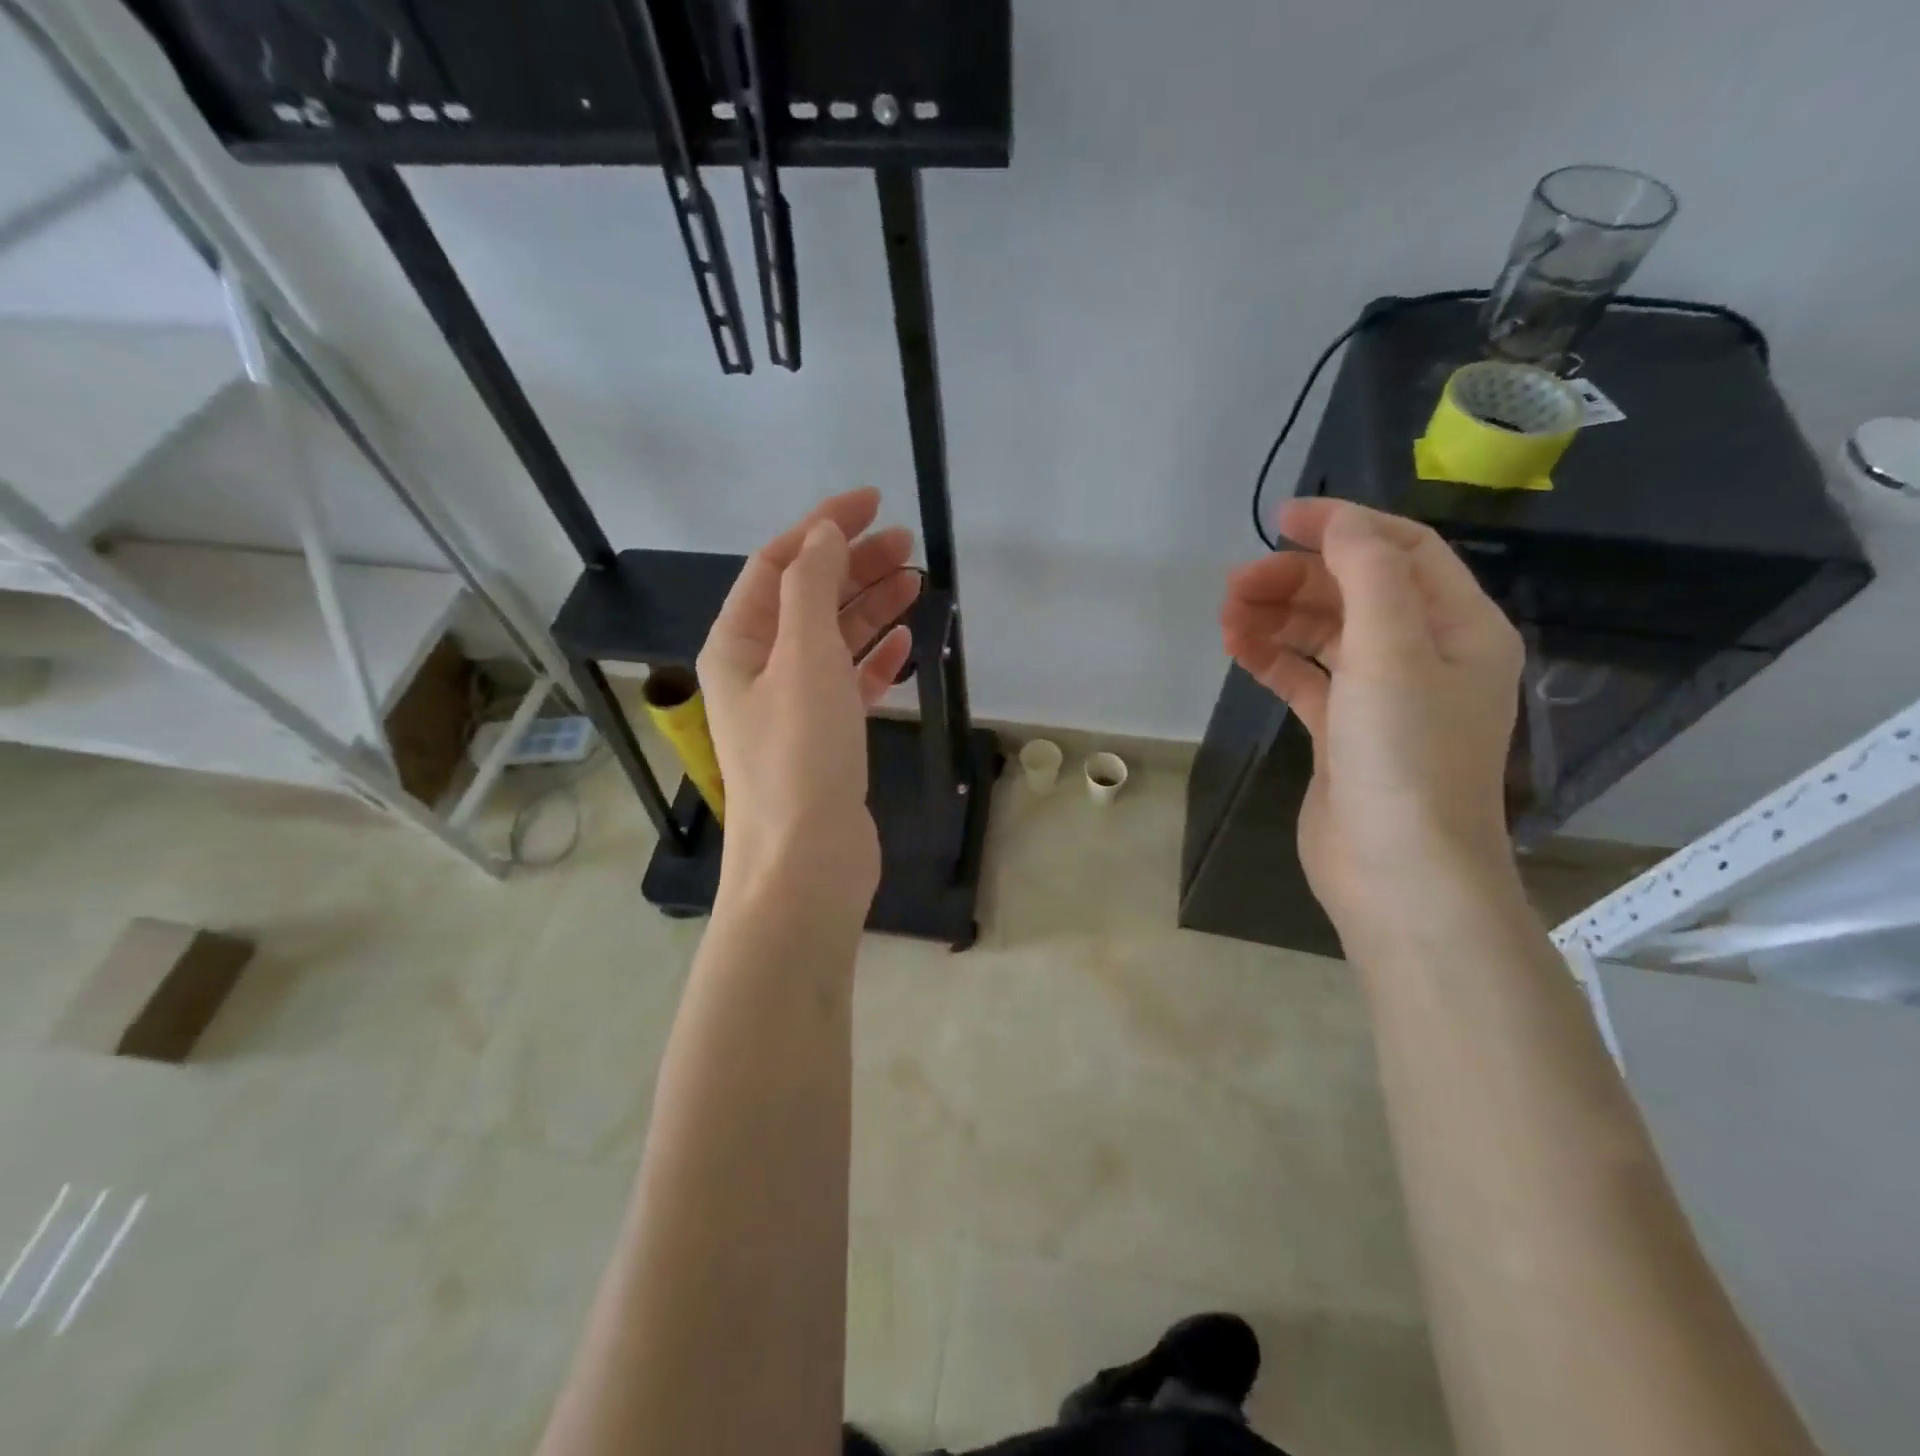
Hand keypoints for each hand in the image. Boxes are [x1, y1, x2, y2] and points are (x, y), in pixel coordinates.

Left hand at [697, 488, 920, 916]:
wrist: (807, 861)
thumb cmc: (801, 754)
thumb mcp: (804, 656)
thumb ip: (812, 586)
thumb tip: (824, 532)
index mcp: (737, 644)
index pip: (777, 565)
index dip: (821, 527)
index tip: (872, 503)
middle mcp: (758, 670)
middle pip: (807, 599)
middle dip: (853, 565)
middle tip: (907, 544)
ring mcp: (792, 707)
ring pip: (833, 640)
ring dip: (870, 608)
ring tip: (916, 582)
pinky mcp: (825, 739)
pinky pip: (850, 683)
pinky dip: (875, 660)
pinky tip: (905, 644)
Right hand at [1220, 499, 1524, 936]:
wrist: (1398, 872)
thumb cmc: (1405, 756)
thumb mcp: (1394, 652)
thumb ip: (1370, 575)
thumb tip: (1340, 524)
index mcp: (1458, 627)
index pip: (1403, 551)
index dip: (1344, 525)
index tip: (1280, 520)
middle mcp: (1425, 656)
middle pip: (1356, 592)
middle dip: (1295, 579)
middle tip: (1234, 585)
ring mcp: (1382, 697)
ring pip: (1325, 635)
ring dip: (1278, 617)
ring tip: (1226, 617)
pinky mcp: (1343, 733)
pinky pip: (1306, 678)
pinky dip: (1274, 659)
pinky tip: (1238, 650)